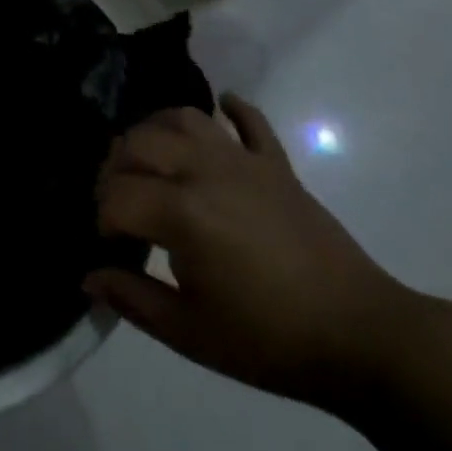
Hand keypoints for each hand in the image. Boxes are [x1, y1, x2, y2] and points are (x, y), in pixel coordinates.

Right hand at [86, 93, 418, 408]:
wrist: (363, 337)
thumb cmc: (270, 341)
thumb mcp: (190, 334)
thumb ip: (132, 298)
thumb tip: (88, 276)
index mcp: (181, 213)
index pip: (116, 195)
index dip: (101, 218)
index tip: (109, 245)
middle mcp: (205, 171)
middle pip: (138, 143)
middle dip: (115, 168)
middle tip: (119, 203)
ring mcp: (244, 161)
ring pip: (183, 118)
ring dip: (155, 130)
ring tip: (149, 159)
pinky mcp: (277, 165)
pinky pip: (249, 121)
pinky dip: (230, 109)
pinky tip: (219, 110)